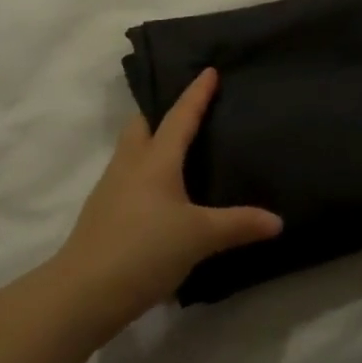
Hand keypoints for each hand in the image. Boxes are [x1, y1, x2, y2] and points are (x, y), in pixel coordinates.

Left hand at [50, 69, 282, 334]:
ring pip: (131, 151)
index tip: (209, 70)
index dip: (196, 94)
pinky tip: (160, 194)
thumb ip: (238, 224)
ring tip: (177, 151)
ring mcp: (111, 188)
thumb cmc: (145, 250)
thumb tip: (277, 221)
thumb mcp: (199, 237)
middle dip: (161, 112)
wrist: (83, 292)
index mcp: (155, 160)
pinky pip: (126, 177)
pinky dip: (144, 172)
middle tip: (186, 111)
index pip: (179, 116)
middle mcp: (129, 165)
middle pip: (142, 125)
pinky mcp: (102, 213)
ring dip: (150, 142)